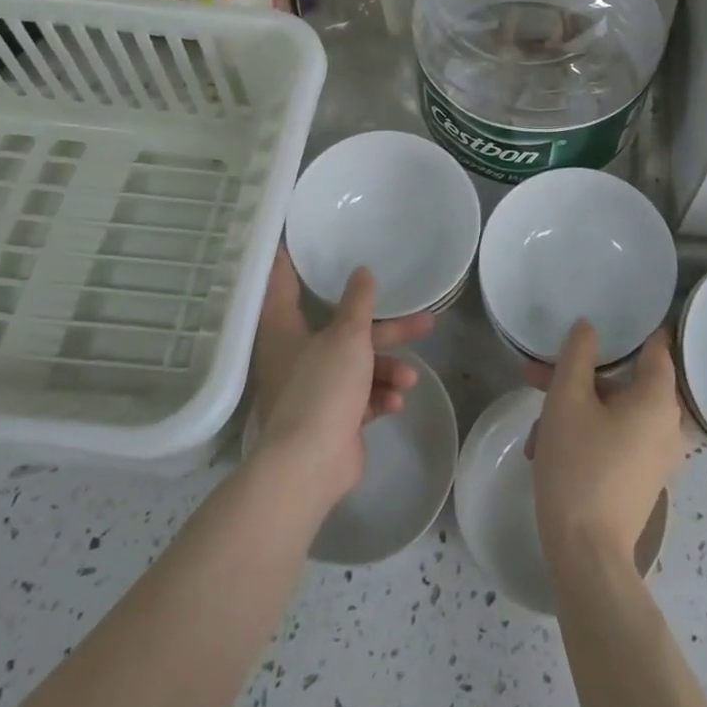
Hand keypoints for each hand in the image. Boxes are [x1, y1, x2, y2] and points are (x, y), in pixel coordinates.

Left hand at [249, 249, 432, 504]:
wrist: (309, 466)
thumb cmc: (321, 388)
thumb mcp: (347, 337)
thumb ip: (358, 303)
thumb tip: (362, 272)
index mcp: (284, 330)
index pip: (283, 284)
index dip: (291, 262)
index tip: (299, 240)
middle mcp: (296, 355)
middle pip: (345, 330)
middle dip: (387, 330)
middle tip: (424, 319)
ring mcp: (314, 389)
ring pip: (359, 366)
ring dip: (388, 370)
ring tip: (410, 379)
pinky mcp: (332, 418)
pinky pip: (361, 397)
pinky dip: (379, 397)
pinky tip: (396, 402)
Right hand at [528, 321, 685, 570]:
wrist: (587, 554)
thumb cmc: (578, 465)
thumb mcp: (567, 400)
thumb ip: (577, 355)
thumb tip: (589, 327)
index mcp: (658, 399)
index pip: (657, 347)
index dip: (636, 328)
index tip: (613, 315)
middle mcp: (668, 425)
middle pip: (621, 383)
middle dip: (575, 378)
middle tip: (536, 375)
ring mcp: (656, 456)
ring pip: (612, 414)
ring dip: (572, 412)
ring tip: (533, 430)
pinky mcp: (642, 479)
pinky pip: (615, 440)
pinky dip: (585, 437)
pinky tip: (545, 452)